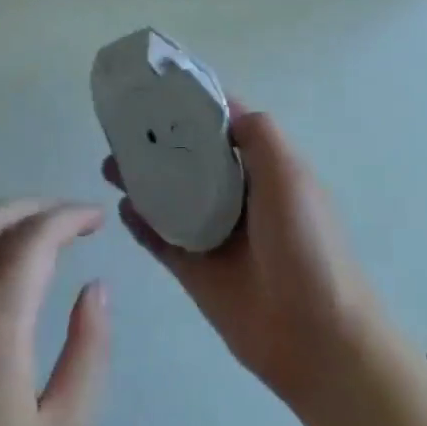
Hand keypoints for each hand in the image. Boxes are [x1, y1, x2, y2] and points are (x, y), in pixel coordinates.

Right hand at [103, 103, 382, 412]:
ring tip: (109, 164)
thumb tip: (223, 111)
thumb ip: (257, 134)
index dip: (191, 105)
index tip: (155, 87)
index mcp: (262, 167)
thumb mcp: (289, 173)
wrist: (317, 337)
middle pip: (189, 158)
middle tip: (120, 127)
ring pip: (169, 196)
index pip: (222, 124)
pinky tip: (121, 207)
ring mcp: (214, 233)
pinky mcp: (195, 270)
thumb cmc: (306, 243)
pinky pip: (161, 239)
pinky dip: (140, 223)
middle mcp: (236, 194)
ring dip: (142, 178)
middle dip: (157, 141)